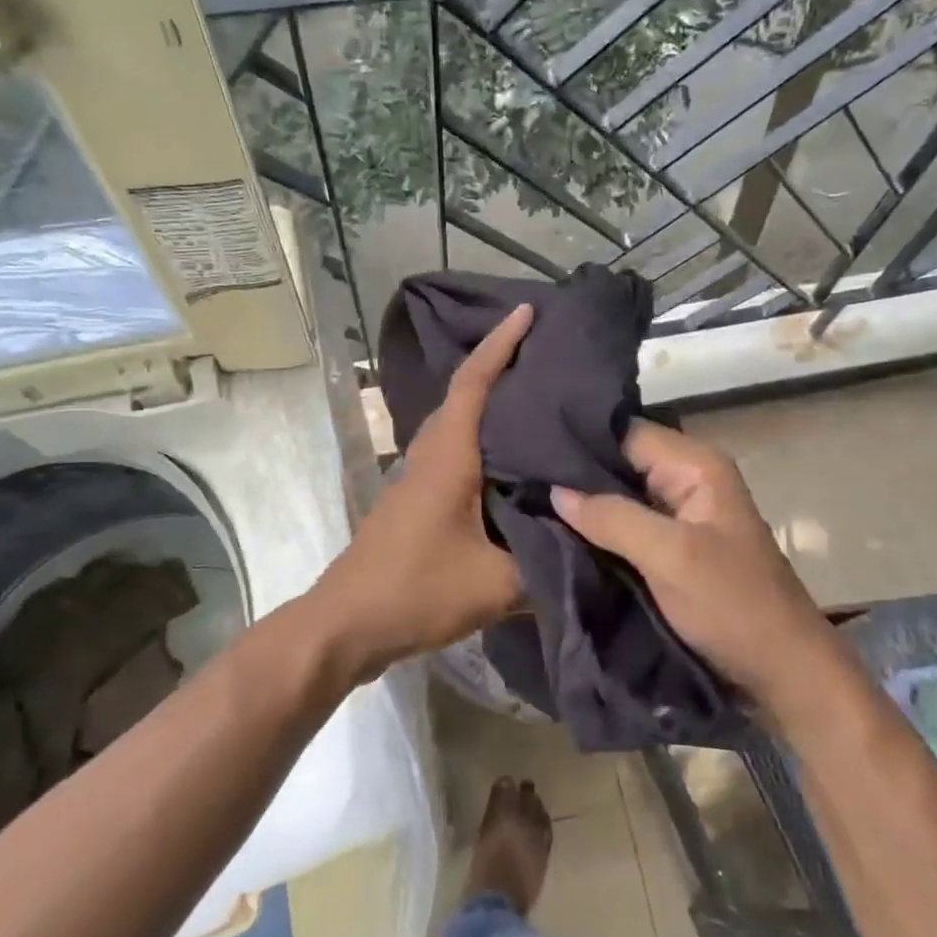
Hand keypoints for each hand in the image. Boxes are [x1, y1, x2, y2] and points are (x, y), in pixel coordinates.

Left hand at [311, 304, 532, 683]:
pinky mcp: (416, 504)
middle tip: (548, 357)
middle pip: (465, 397)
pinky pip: (455, 456)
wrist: (345, 625)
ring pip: (458, 427)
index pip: (474, 383)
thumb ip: (547, 565)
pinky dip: (483, 445)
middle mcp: (430, 456)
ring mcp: (418, 480)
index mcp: (448, 458)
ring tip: (538, 405)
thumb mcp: (495, 584)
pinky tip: (513, 467)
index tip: (528, 312)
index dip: (501, 344)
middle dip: (501, 367)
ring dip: (491, 407)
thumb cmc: (415, 591)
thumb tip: (591, 550)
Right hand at [550, 421, 837, 706]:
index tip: (527, 448)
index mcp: (696, 465)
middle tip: (518, 476)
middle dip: (575, 472)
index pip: (625, 432)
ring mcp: (682, 514)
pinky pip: (628, 523)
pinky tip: (560, 529)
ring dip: (584, 502)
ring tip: (527, 498)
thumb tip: (555, 490)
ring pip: (622, 494)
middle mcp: (688, 479)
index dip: (579, 439)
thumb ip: (612, 517)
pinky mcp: (674, 545)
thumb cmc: (732, 605)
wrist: (782, 670)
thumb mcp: (670, 557)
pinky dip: (599, 527)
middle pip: (621, 461)